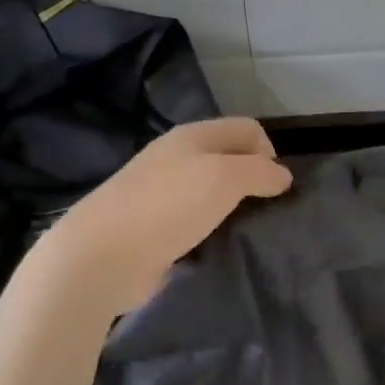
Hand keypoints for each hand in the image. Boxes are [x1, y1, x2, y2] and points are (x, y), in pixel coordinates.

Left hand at [44, 118, 292, 312]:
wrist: (102, 255)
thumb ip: (260, 172)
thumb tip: (283, 176)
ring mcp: (163, 192)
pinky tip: (216, 247)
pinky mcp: (156, 226)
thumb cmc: (168, 206)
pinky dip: (212, 230)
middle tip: (263, 210)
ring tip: (243, 231)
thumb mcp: (225, 178)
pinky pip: (197, 219)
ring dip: (234, 208)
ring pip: (214, 191)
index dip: (269, 151)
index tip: (274, 186)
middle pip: (230, 158)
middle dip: (254, 180)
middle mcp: (178, 157)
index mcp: (193, 136)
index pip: (248, 128)